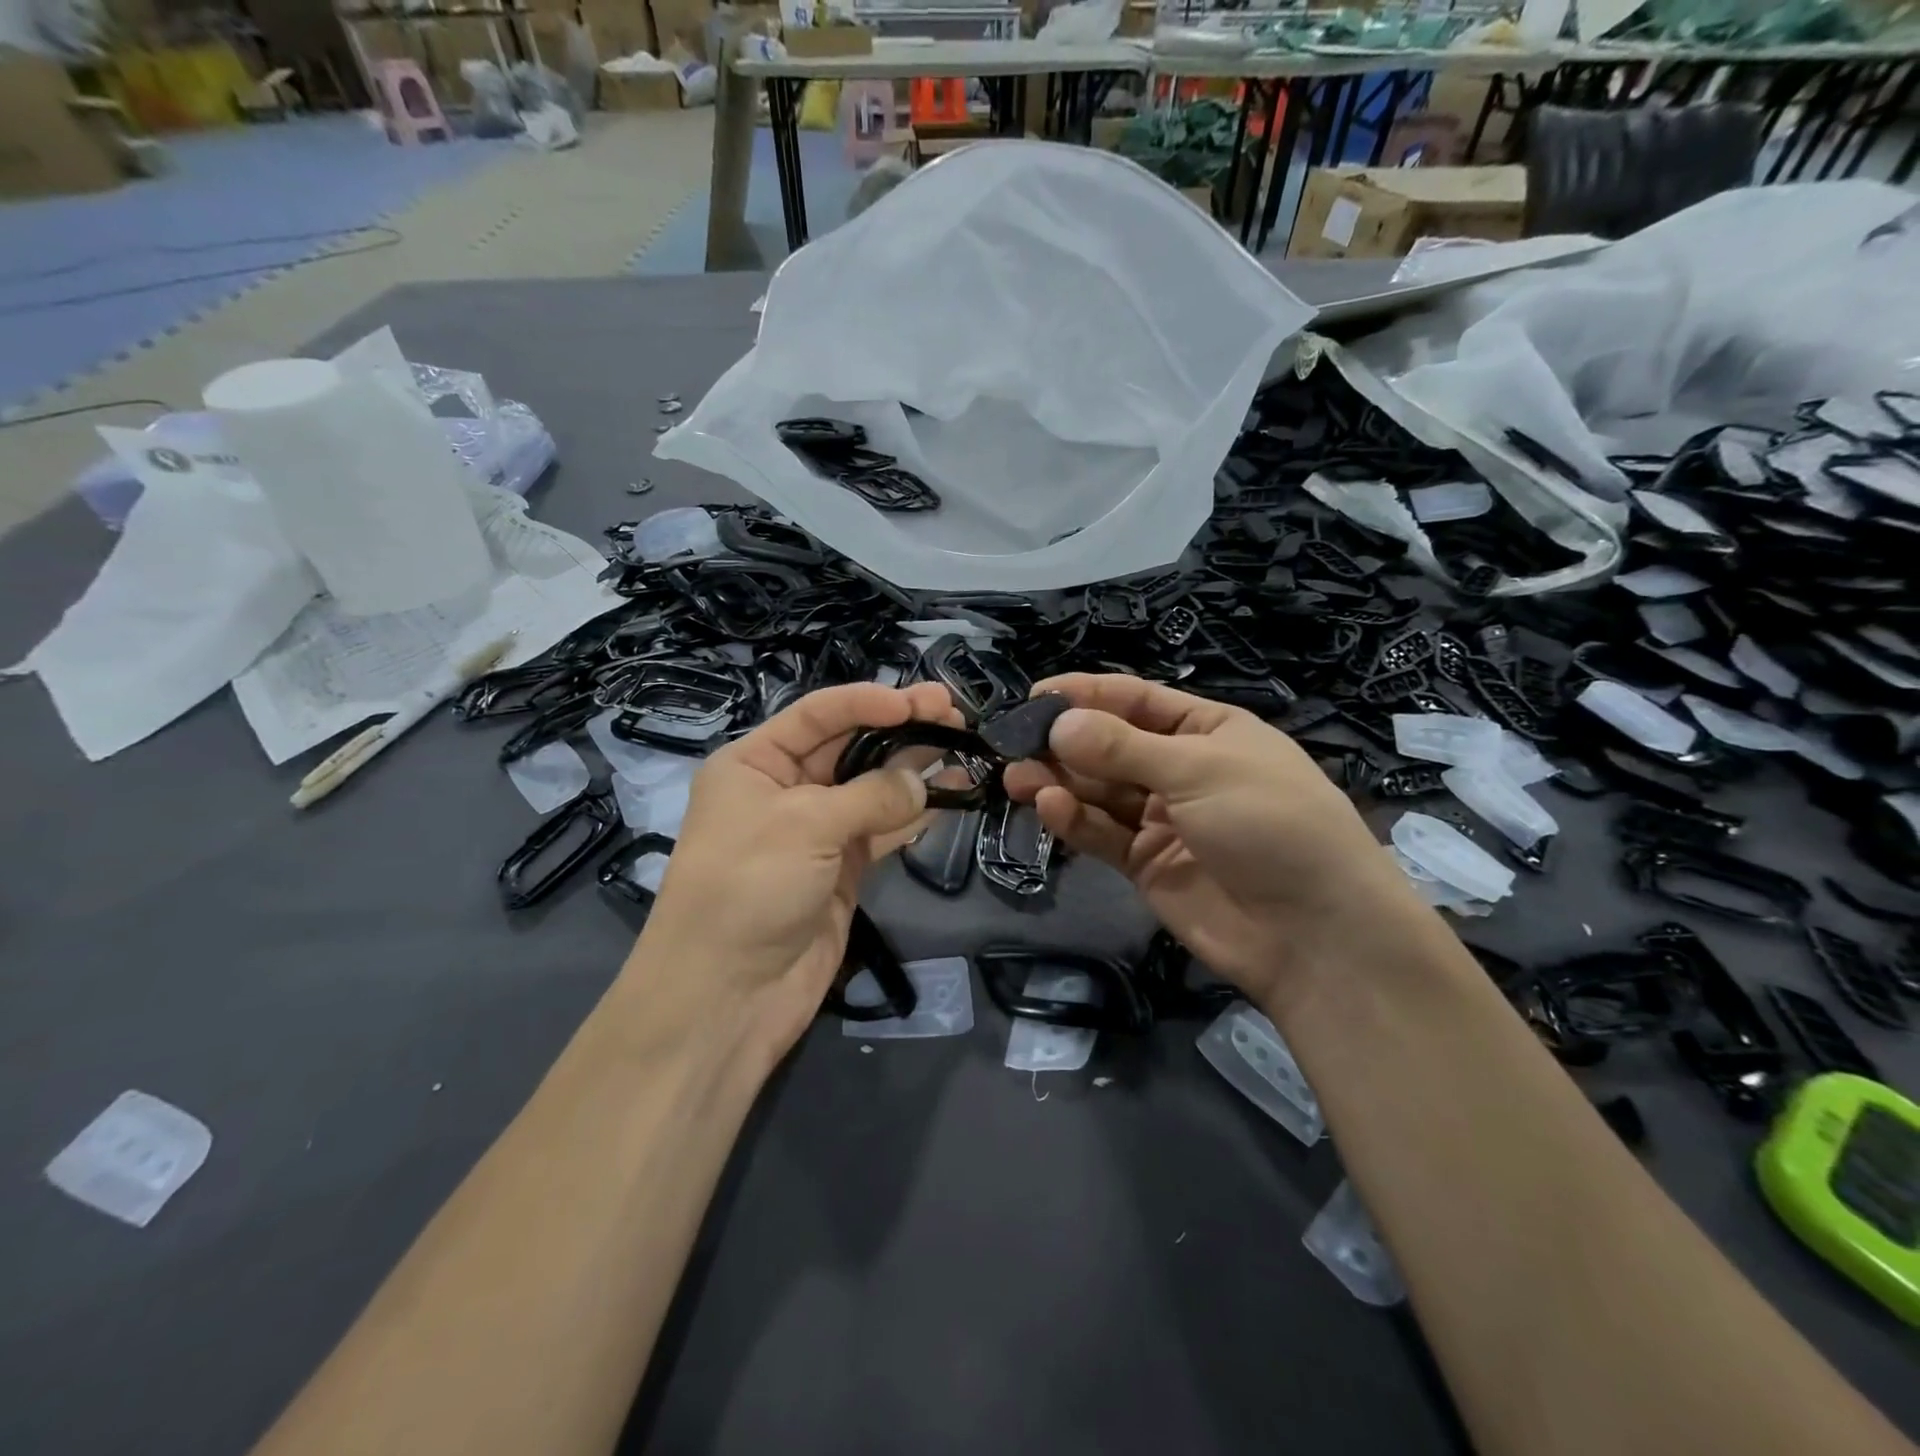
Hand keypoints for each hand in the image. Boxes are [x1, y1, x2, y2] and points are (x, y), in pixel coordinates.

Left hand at [633, 681, 958, 1063]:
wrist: (729, 996)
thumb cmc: (749, 888)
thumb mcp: (804, 826)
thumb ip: (870, 796)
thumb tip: (922, 785)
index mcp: (755, 763)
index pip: (818, 715)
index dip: (867, 701)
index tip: (917, 701)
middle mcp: (786, 789)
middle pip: (850, 745)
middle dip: (900, 727)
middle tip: (953, 713)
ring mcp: (817, 830)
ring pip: (873, 786)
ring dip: (914, 766)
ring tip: (963, 744)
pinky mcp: (843, 868)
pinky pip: (884, 827)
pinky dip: (916, 812)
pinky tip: (951, 792)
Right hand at [1004, 673, 1430, 1007]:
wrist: (1315, 934)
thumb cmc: (1269, 824)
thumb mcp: (1200, 770)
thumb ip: (1123, 748)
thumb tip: (1058, 723)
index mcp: (1207, 731)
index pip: (1136, 701)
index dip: (1086, 696)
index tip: (1035, 696)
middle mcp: (1181, 770)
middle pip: (1110, 747)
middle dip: (1064, 743)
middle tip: (1013, 743)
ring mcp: (1163, 820)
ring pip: (1100, 792)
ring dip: (1060, 782)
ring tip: (1017, 777)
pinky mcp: (1147, 864)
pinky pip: (1103, 834)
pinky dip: (1075, 821)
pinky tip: (1049, 808)